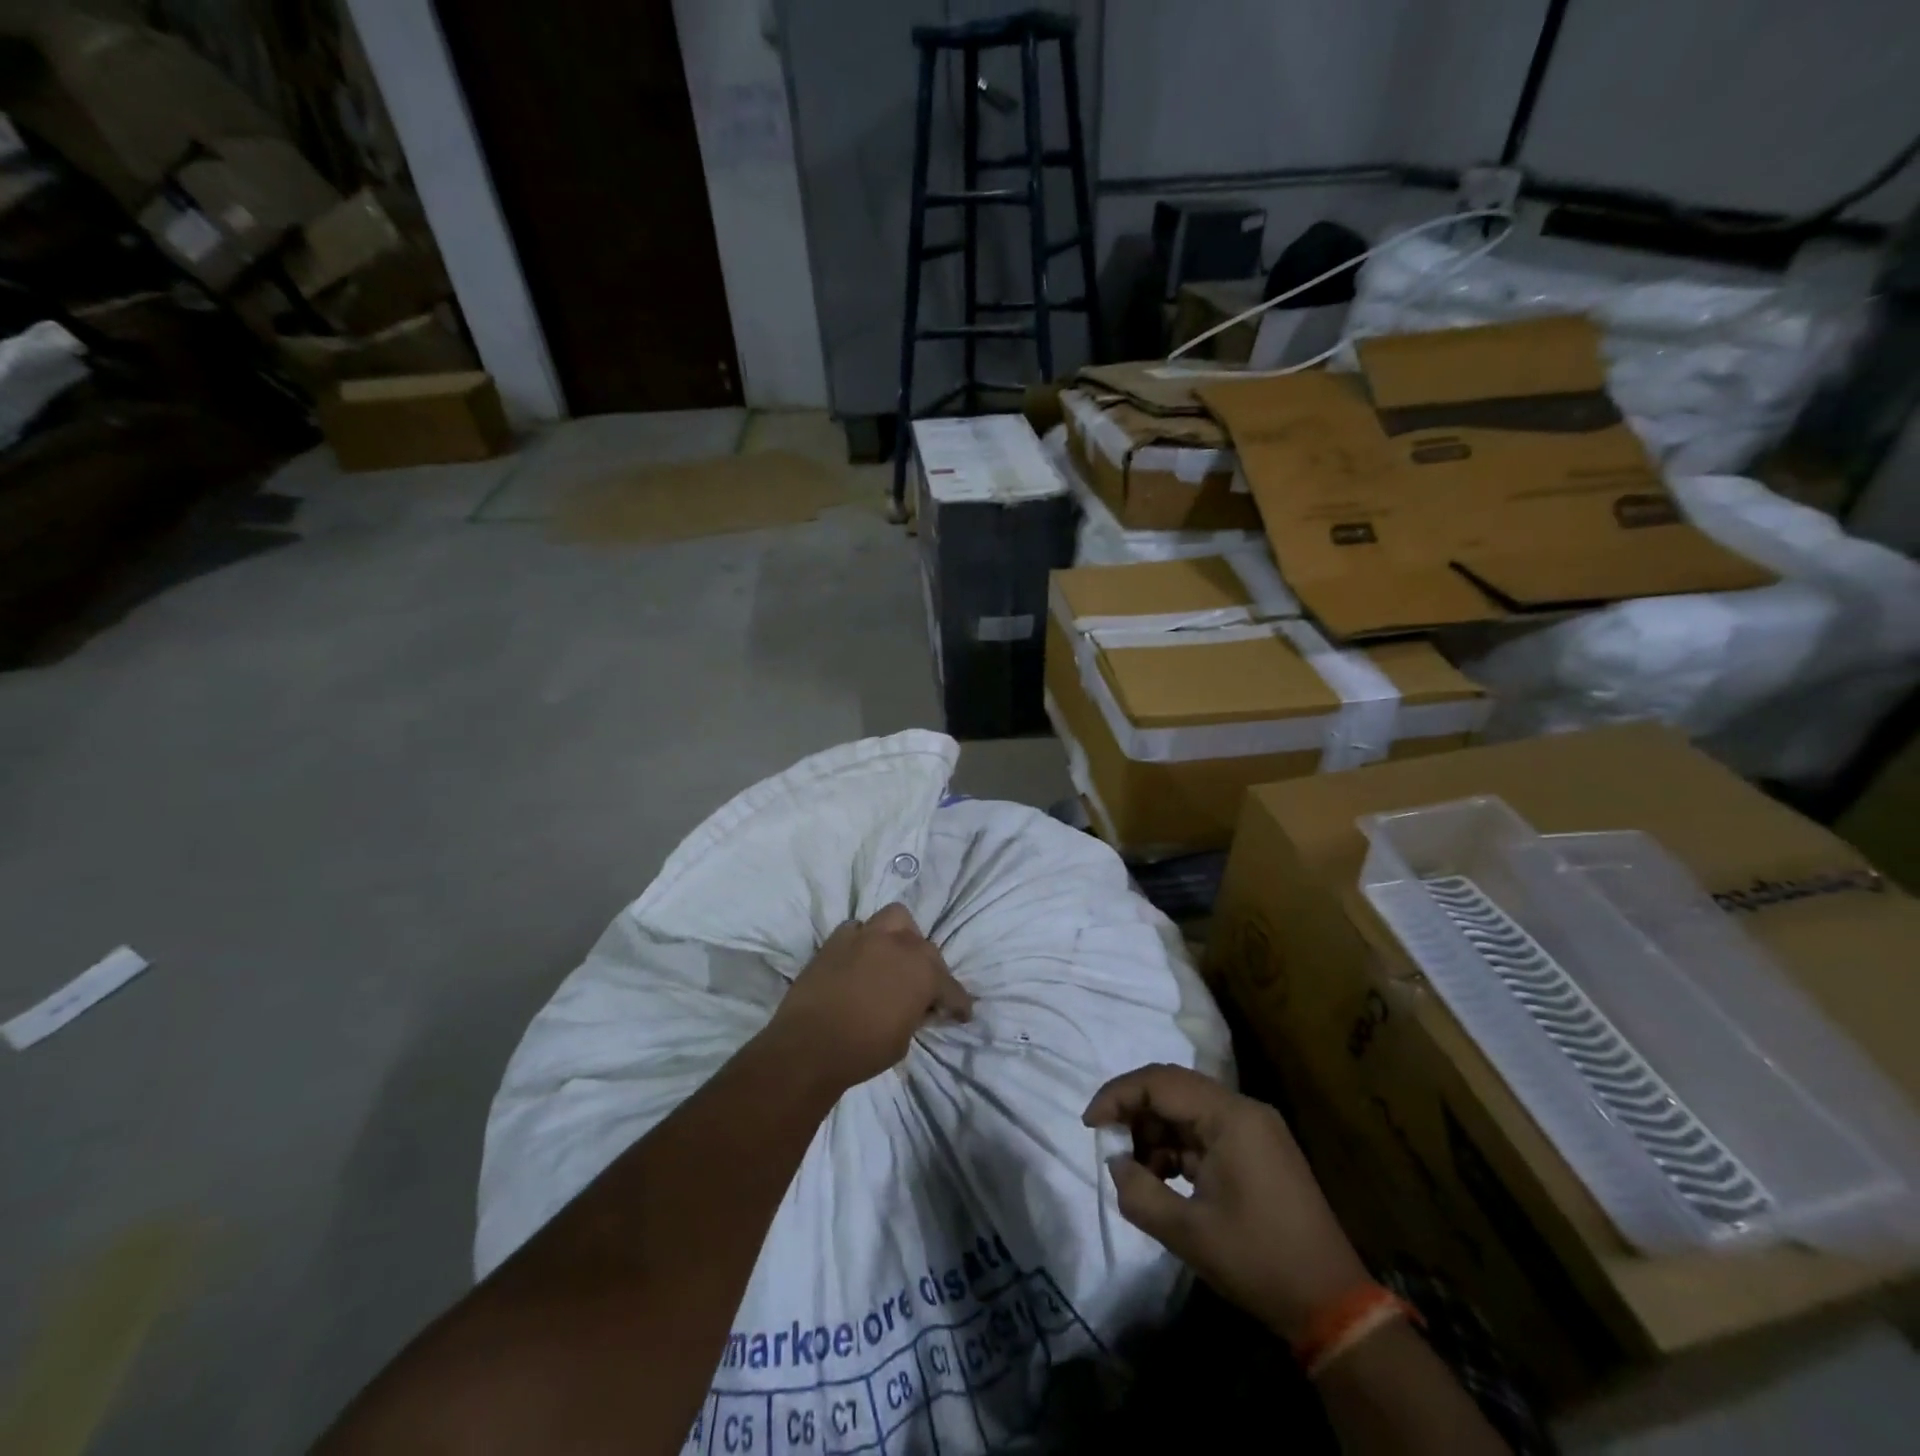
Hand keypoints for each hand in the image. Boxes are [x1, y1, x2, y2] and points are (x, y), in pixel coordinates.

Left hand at [767, 904, 973, 1090]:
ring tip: (894, 956)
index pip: (951, 987)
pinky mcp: (837, 939)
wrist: (808, 1045)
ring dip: (900, 935)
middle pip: (926, 947)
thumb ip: (915, 1014)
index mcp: (923, 972)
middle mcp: (900, 945)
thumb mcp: (903, 1039)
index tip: (961, 1014)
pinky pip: (858, 930)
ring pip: (895, 918)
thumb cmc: (863, 1050)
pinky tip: (859, 958)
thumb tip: (916, 1006)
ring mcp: (866, 936)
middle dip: (928, 968)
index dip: (958, 1004)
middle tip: (921, 990)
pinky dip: (863, 941)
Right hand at [1084, 1063, 1368, 1341]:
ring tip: (1136, 1170)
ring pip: (1187, 1109)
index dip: (1117, 1095)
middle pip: (1173, 1088)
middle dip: (1134, 1111)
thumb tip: (1116, 1164)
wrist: (1332, 1305)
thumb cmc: (1258, 1262)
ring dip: (1155, 1132)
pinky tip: (1164, 1178)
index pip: (1160, 1082)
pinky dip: (1178, 1147)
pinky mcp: (1258, 1149)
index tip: (1089, 1124)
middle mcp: (1243, 1109)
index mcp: (1229, 1116)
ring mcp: (1254, 1128)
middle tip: (1107, 1143)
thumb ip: (1139, 1193)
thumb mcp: (1188, 1233)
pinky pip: (1205, 1130)